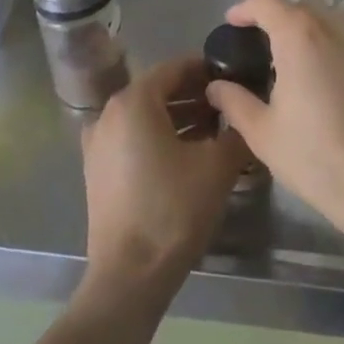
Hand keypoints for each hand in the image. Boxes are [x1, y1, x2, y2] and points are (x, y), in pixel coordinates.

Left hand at [80, 56, 248, 298]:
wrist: (129, 275)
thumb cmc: (174, 210)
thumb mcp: (218, 165)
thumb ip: (236, 129)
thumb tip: (245, 111)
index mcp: (133, 101)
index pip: (175, 68)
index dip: (206, 69)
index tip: (234, 77)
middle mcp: (109, 113)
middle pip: (158, 91)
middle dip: (195, 94)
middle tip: (229, 104)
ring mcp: (98, 143)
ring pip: (145, 116)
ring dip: (179, 117)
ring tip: (216, 129)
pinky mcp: (98, 170)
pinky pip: (133, 138)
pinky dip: (160, 137)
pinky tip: (190, 154)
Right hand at [204, 0, 343, 232]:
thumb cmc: (316, 157)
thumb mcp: (262, 132)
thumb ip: (234, 101)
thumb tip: (217, 86)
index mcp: (300, 33)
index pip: (266, 1)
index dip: (244, 9)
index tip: (232, 24)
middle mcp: (335, 23)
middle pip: (297, 7)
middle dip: (274, 21)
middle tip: (258, 51)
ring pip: (326, 19)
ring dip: (304, 31)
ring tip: (291, 64)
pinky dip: (330, 43)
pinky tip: (323, 76)